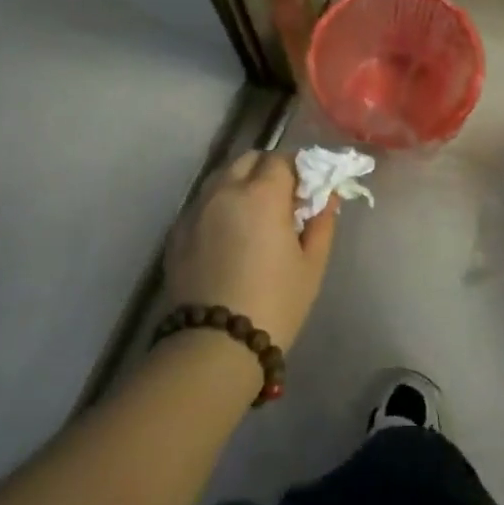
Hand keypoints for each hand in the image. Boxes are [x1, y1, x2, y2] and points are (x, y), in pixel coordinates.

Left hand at [162, 151, 335, 352]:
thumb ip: (321, 222)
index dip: (298, 169)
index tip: (307, 189)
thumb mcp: (311, 265)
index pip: (282, 159)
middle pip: (248, 160)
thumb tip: (327, 196)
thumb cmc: (275, 303)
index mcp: (262, 193)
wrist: (214, 346)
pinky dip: (218, 207)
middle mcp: (225, 190)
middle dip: (267, 170)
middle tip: (282, 200)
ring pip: (221, 178)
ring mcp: (195, 210)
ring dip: (240, 184)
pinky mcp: (177, 232)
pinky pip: (202, 204)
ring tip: (252, 216)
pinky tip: (227, 236)